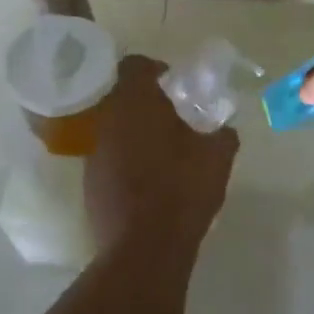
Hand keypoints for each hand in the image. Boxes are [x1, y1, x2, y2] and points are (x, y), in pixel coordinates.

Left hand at [86, 55, 238, 251]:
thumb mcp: (218, 156)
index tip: (174, 84)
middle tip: (173, 118)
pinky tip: (149, 182)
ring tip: (163, 152)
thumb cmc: (182, 188)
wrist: (145, 247)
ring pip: (114, 129)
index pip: (134, 65)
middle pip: (121, 98)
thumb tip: (224, 129)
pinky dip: (126, 162)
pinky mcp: (90, 184)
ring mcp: (93, 154)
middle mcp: (106, 121)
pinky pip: (109, 160)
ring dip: (134, 134)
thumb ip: (223, 134)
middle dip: (145, 104)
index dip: (155, 70)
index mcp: (135, 103)